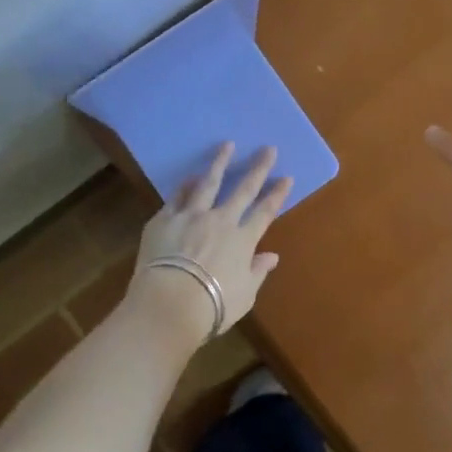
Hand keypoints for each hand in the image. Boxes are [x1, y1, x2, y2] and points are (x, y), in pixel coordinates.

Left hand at [126, 144, 291, 342]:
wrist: (170, 304)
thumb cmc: (212, 307)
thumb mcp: (244, 295)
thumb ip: (257, 271)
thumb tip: (272, 256)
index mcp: (243, 240)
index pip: (265, 212)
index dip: (277, 194)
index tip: (286, 177)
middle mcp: (221, 221)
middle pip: (243, 189)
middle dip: (258, 168)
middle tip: (268, 149)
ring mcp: (192, 216)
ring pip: (208, 183)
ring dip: (220, 163)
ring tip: (227, 145)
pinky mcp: (165, 219)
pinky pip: (177, 197)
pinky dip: (186, 185)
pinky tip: (190, 176)